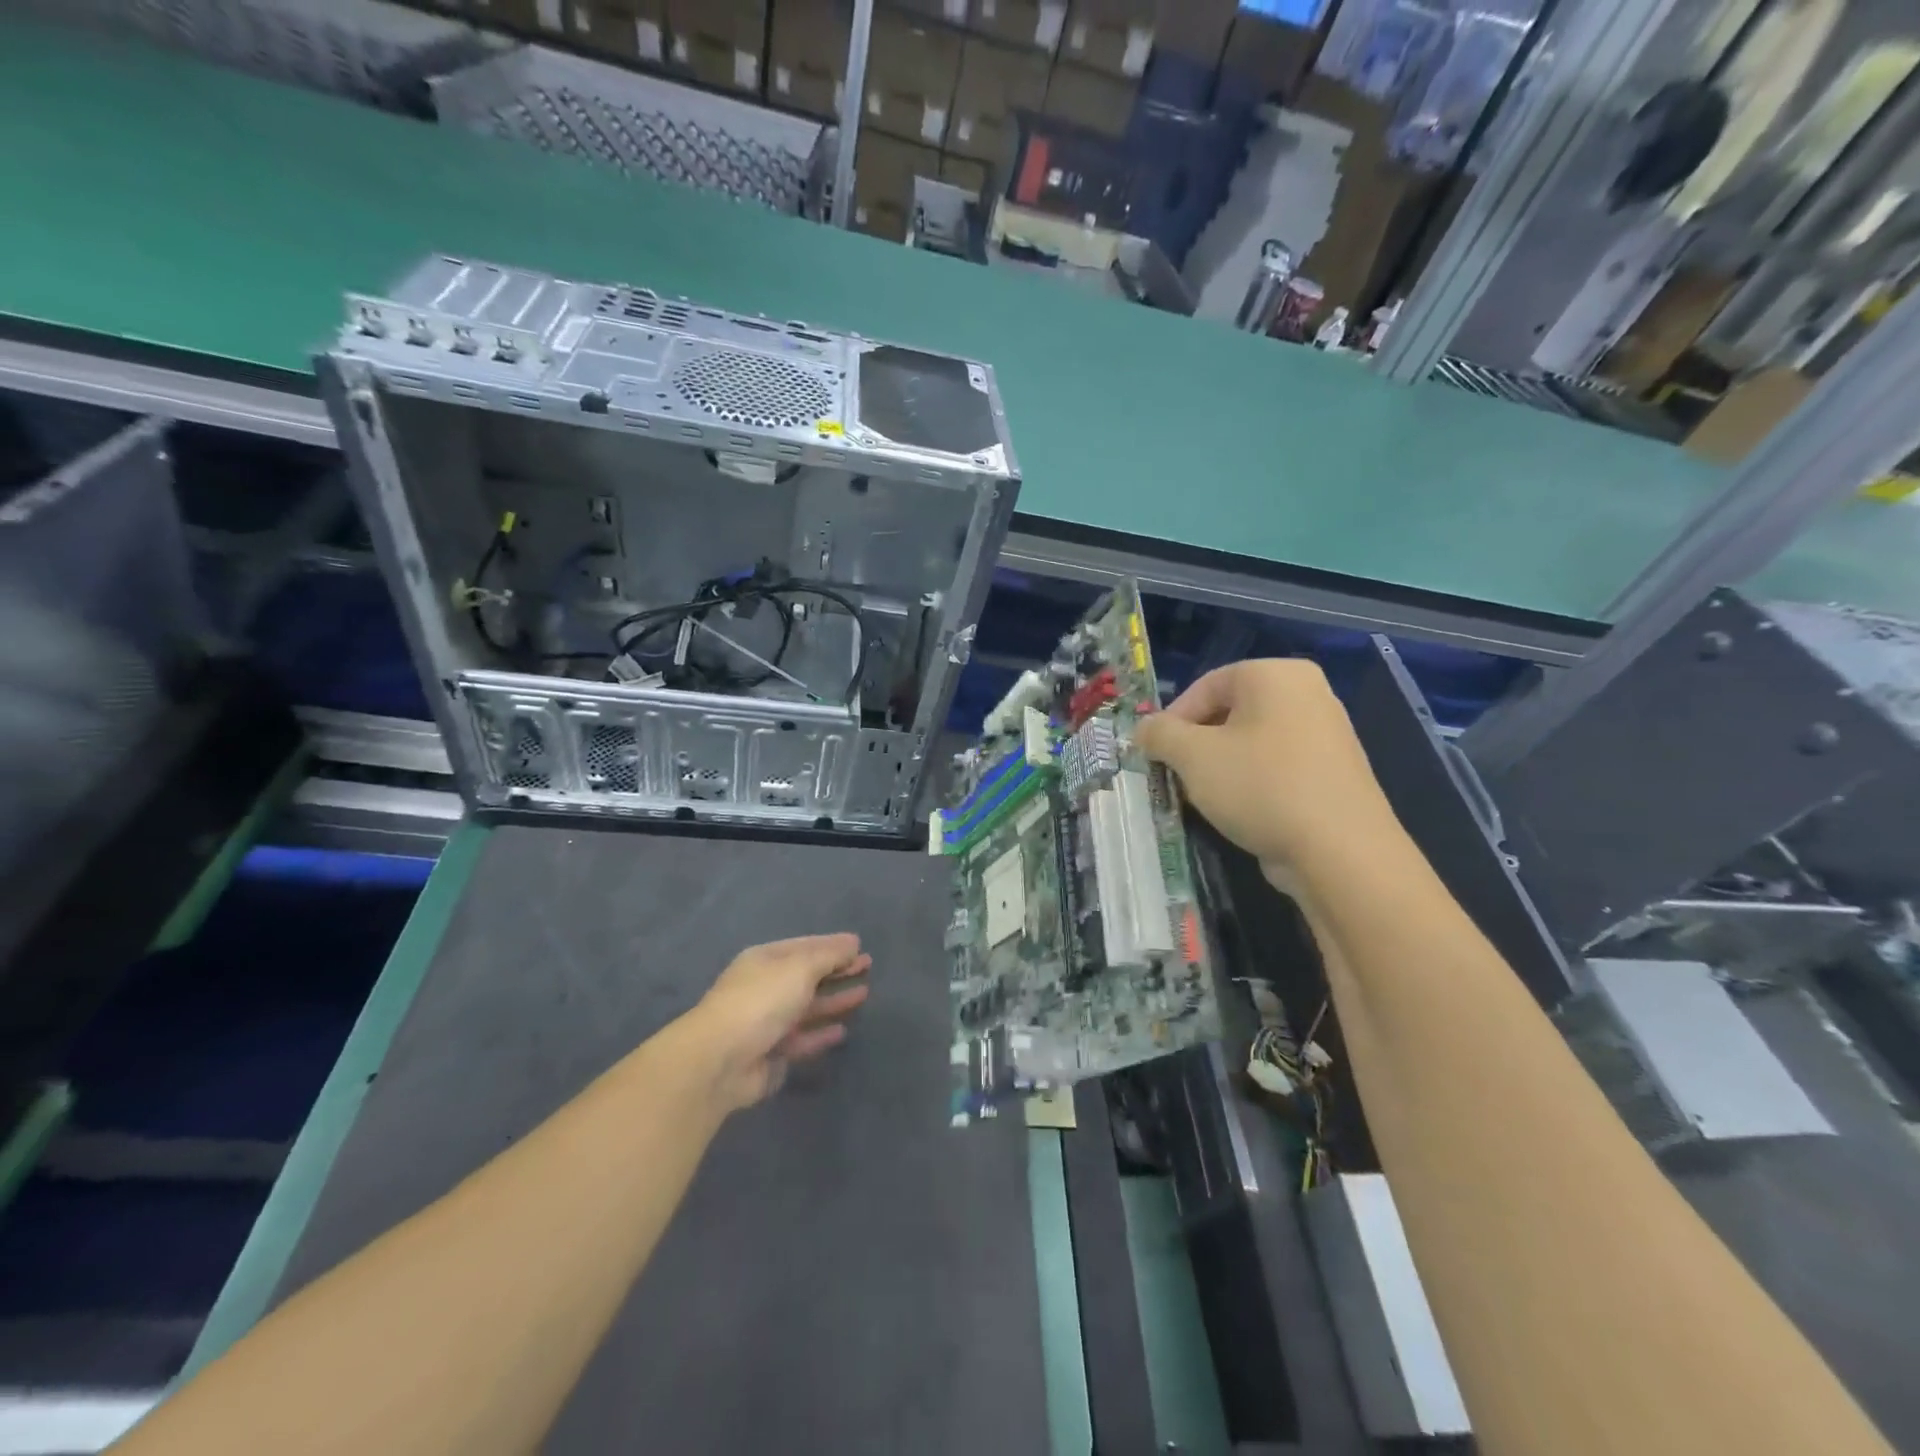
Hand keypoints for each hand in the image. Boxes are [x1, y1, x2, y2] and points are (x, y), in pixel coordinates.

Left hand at [688, 934, 871, 1110]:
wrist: (720, 1060)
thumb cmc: (761, 1001)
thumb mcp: (800, 968)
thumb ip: (829, 955)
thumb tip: (852, 943)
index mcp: (766, 960)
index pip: (805, 946)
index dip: (833, 945)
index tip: (860, 946)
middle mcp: (766, 987)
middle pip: (808, 975)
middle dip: (837, 970)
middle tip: (868, 966)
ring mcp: (767, 1022)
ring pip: (808, 1008)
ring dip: (834, 1001)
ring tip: (864, 994)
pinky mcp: (771, 1054)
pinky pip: (803, 1039)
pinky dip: (822, 1033)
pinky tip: (844, 1030)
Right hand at [1134, 659, 1397, 882]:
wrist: (1339, 851)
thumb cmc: (1260, 786)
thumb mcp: (1192, 756)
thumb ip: (1159, 734)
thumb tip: (1144, 729)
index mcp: (1276, 675)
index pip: (1206, 685)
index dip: (1172, 719)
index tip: (1155, 754)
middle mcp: (1308, 693)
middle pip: (1229, 712)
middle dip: (1195, 745)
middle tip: (1174, 776)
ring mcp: (1326, 734)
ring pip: (1250, 742)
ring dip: (1218, 767)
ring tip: (1201, 798)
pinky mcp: (1332, 772)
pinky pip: (1276, 766)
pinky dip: (1250, 783)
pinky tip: (1238, 812)